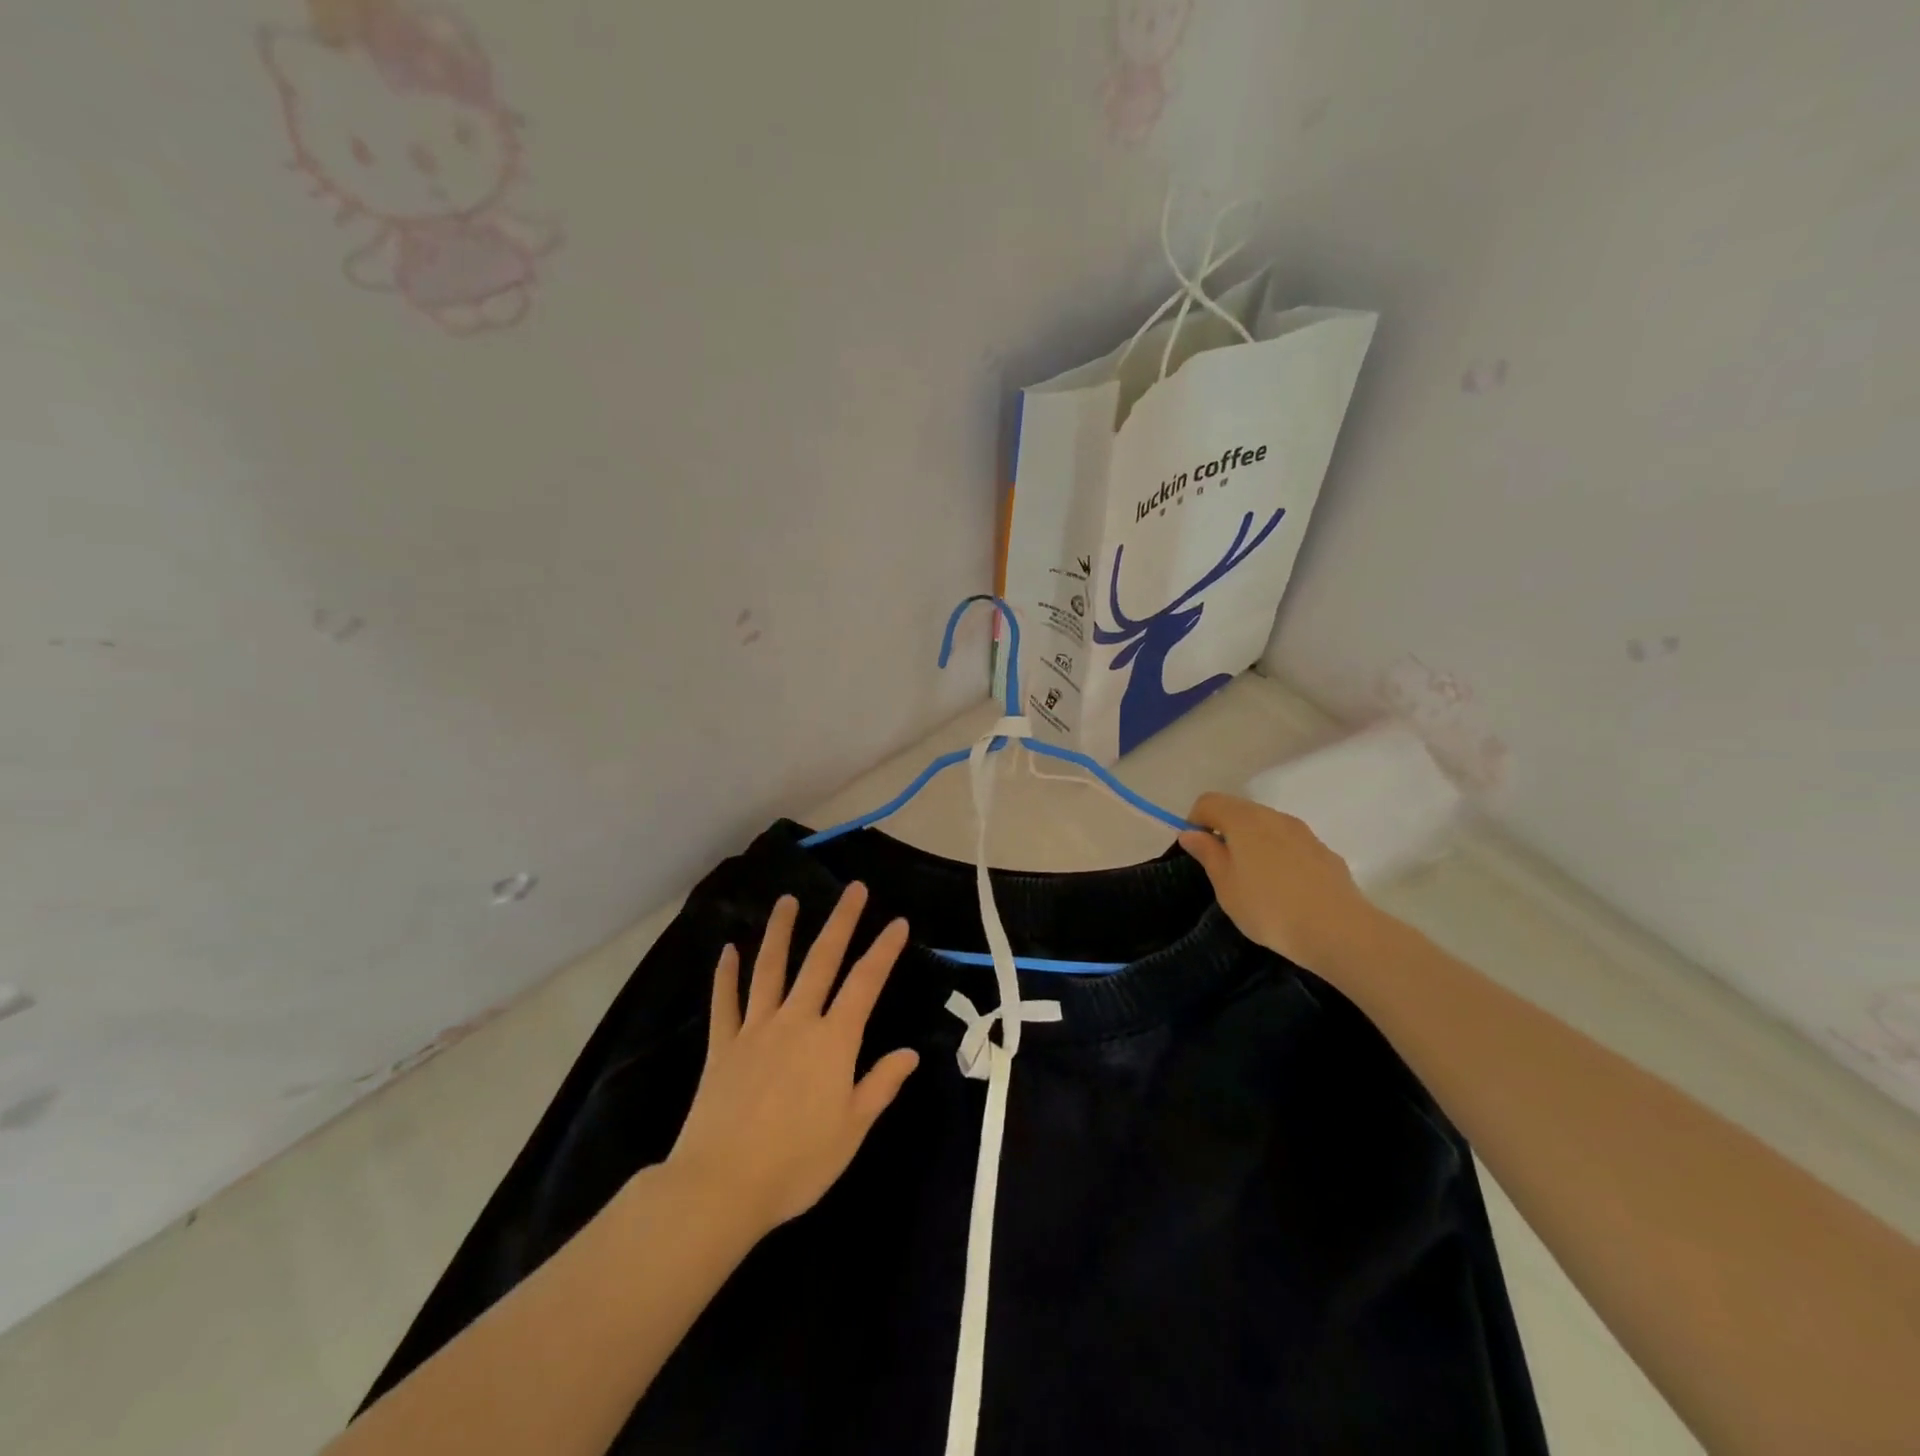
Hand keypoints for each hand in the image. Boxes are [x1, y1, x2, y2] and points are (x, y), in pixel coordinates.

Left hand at [667, 885, 918, 1238]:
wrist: (721, 1186)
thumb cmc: (796, 1164)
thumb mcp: (852, 1131)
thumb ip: (880, 1085)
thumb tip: (909, 1054)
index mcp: (833, 1041)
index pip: (865, 984)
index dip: (883, 951)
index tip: (897, 922)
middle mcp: (796, 1022)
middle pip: (821, 960)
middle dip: (841, 921)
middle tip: (854, 889)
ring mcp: (755, 1030)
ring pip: (770, 969)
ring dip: (780, 931)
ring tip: (787, 900)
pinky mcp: (723, 1046)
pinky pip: (725, 1002)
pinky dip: (726, 974)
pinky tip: (728, 950)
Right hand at [1178, 793, 1381, 974]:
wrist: (1338, 930)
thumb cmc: (1269, 908)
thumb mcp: (1226, 885)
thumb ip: (1208, 853)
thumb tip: (1191, 833)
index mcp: (1244, 820)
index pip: (1208, 802)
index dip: (1195, 822)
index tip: (1197, 852)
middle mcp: (1274, 816)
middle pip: (1239, 810)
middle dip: (1224, 831)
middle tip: (1222, 869)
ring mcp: (1303, 832)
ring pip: (1267, 826)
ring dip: (1253, 843)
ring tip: (1254, 882)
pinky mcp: (1324, 851)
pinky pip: (1290, 844)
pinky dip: (1278, 856)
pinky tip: (1284, 889)